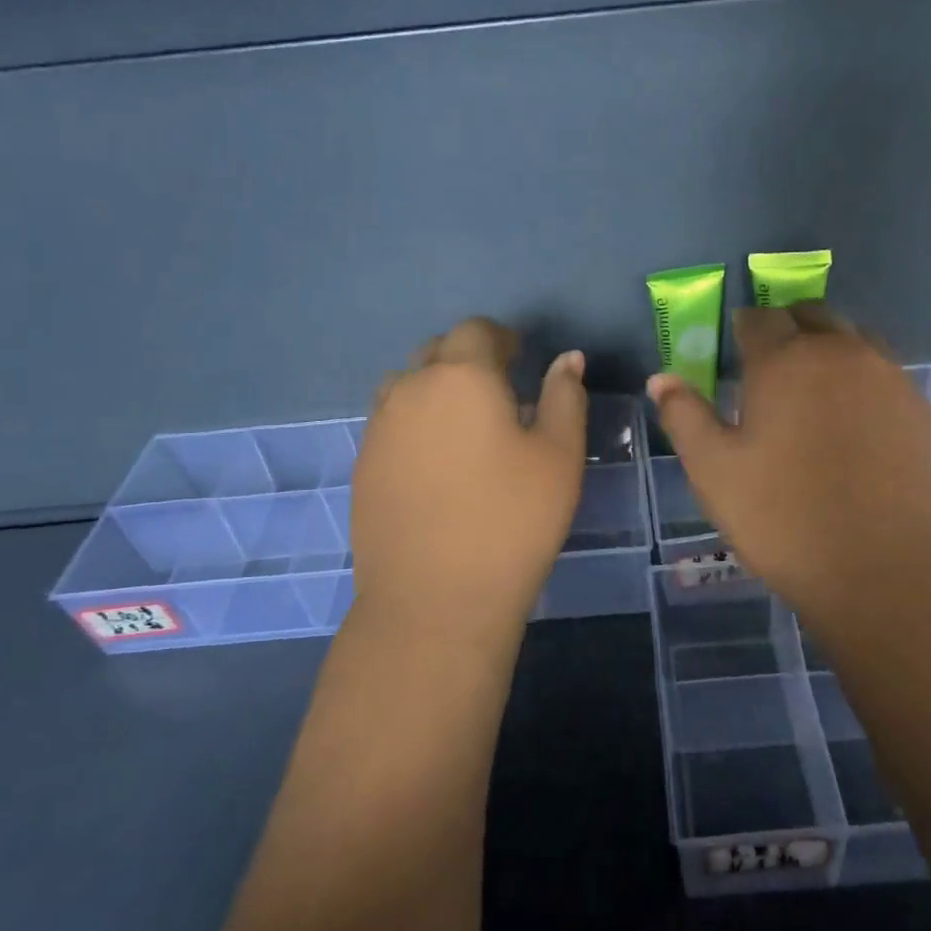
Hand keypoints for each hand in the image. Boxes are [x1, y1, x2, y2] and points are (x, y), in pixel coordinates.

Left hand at [351, 318, 586, 636]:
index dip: (501, 337)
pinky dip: (414, 423)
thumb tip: (568, 359)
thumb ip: (565, 397)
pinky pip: (390, 423)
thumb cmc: (511, 521)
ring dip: (435, 388)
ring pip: (406, 385)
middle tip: (498, 390)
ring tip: (463, 424)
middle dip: (468, 359)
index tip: (520, 357)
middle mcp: (411, 389)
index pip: (476, 331)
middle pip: (436, 352)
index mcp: (462, 377)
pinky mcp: (362, 465)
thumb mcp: (559, 456)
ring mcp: (379, 428)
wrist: (434, 599)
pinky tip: (436, 462)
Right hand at [647, 303, 930, 631]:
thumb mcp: (715, 472)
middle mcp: (842, 354)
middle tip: (770, 365)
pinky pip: (885, 377)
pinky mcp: (924, 412)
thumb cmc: (787, 520)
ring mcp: (891, 380)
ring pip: (854, 342)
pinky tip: (855, 426)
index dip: (742, 328)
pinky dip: (862, 383)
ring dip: (829, 351)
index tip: (734, 348)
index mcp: (786, 361)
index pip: (758, 319)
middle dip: (787, 329)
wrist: (895, 574)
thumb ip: (685, 417)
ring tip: (813, 391)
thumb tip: (661, 378)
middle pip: (812, 317)